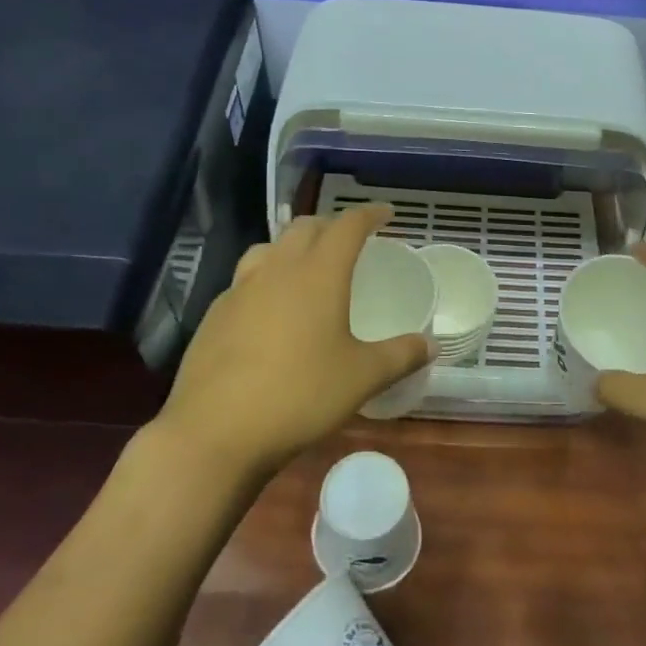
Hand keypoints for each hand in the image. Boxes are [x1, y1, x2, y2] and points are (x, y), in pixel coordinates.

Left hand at [156, 205, 430, 476]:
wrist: (214, 432)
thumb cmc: (299, 395)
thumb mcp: (361, 378)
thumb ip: (400, 356)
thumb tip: (431, 345)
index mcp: (318, 274)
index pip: (347, 226)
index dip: (369, 215)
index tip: (386, 213)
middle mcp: (277, 270)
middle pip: (304, 228)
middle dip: (330, 226)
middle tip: (349, 240)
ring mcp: (240, 290)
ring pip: (269, 248)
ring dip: (293, 246)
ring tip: (306, 266)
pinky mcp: (215, 315)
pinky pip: (245, 279)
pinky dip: (265, 278)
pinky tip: (269, 309)